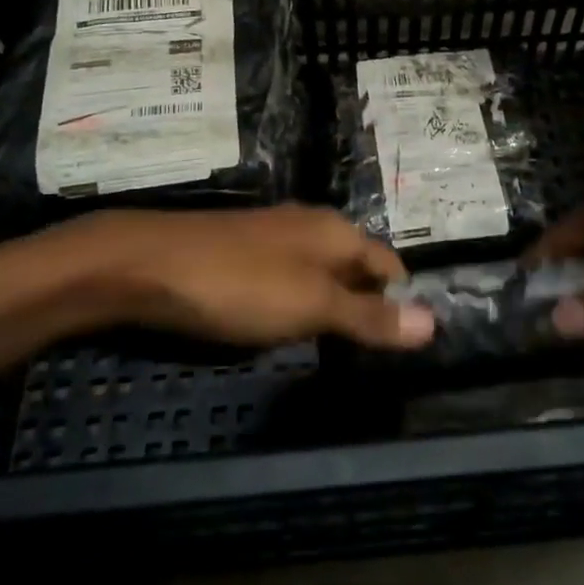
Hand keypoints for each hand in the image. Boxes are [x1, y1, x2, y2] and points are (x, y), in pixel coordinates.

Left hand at [56, 205, 434, 349]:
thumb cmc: (240, 285)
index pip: (389, 266)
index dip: (402, 303)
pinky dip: (297, 304)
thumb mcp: (312, 306)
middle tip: (372, 358)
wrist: (148, 265)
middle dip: (367, 307)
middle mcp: (311, 226)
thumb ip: (370, 316)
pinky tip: (284, 328)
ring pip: (321, 273)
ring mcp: (274, 236)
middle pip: (356, 268)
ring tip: (333, 350)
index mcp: (337, 231)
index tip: (406, 348)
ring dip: (331, 307)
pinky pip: (288, 278)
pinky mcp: (243, 251)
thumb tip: (435, 322)